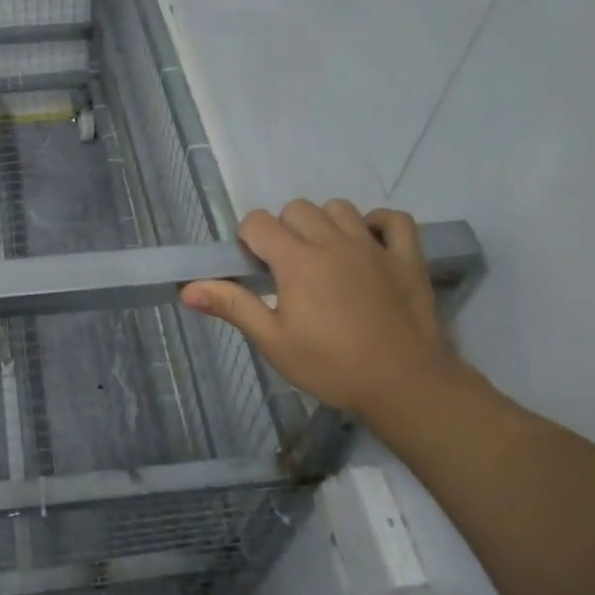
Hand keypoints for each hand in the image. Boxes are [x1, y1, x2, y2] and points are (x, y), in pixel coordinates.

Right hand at [182, 199, 458, 423]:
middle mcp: (333, 242)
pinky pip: (393, 220)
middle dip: (284, 231)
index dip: (249, 240)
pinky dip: (378, 224)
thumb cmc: (332, 366)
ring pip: (339, 208)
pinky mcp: (407, 258)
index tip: (255, 270)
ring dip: (325, 224)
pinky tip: (368, 245)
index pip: (258, 222)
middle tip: (288, 270)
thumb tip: (187, 288)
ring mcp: (373, 246)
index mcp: (297, 260)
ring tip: (324, 258)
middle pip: (296, 209)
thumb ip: (233, 306)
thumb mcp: (274, 341)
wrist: (405, 385)